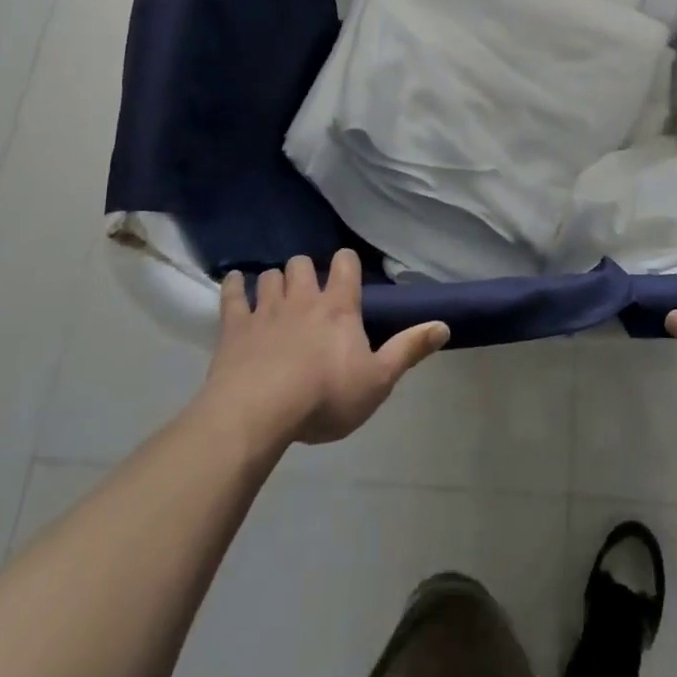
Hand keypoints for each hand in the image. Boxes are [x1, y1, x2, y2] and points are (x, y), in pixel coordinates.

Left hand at [201, 249, 448, 444]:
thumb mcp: (378, 380)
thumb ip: (409, 349)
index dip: (347, 262)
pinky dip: (233, 285)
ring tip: (277, 292)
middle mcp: (303, 298)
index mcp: (339, 307)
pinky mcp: (234, 326)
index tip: (346, 271)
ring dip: (275, 279)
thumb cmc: (325, 397)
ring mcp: (266, 309)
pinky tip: (234, 283)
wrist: (259, 413)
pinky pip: (232, 294)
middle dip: (307, 270)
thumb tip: (444, 325)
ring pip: (270, 275)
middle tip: (310, 290)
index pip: (346, 264)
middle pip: (303, 264)